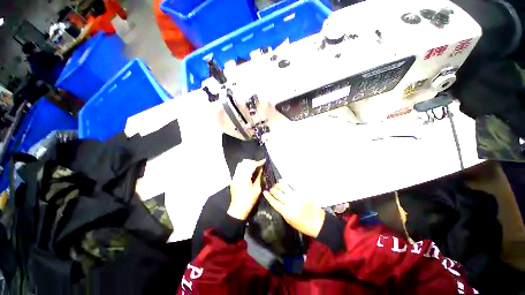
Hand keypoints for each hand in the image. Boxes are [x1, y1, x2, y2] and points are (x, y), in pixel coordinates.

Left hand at [228, 159, 265, 219]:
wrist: (238, 209)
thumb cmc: (249, 200)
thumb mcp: (257, 189)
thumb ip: (259, 178)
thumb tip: (261, 170)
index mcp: (245, 178)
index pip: (252, 165)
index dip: (258, 162)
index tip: (264, 161)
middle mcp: (238, 175)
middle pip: (245, 162)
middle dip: (253, 162)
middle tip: (259, 164)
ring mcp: (234, 177)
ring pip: (240, 164)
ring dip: (248, 163)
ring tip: (254, 166)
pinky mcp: (233, 179)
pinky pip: (238, 169)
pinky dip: (244, 167)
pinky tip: (249, 171)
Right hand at [263, 182, 325, 237]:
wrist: (318, 222)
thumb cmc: (303, 225)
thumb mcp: (290, 221)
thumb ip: (283, 211)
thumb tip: (277, 202)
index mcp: (287, 212)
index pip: (274, 202)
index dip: (268, 196)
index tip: (264, 192)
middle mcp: (290, 203)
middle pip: (277, 193)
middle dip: (272, 190)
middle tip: (271, 189)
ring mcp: (296, 196)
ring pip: (284, 187)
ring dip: (278, 185)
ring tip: (276, 185)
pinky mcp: (302, 193)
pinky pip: (292, 185)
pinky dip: (286, 182)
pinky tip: (283, 181)